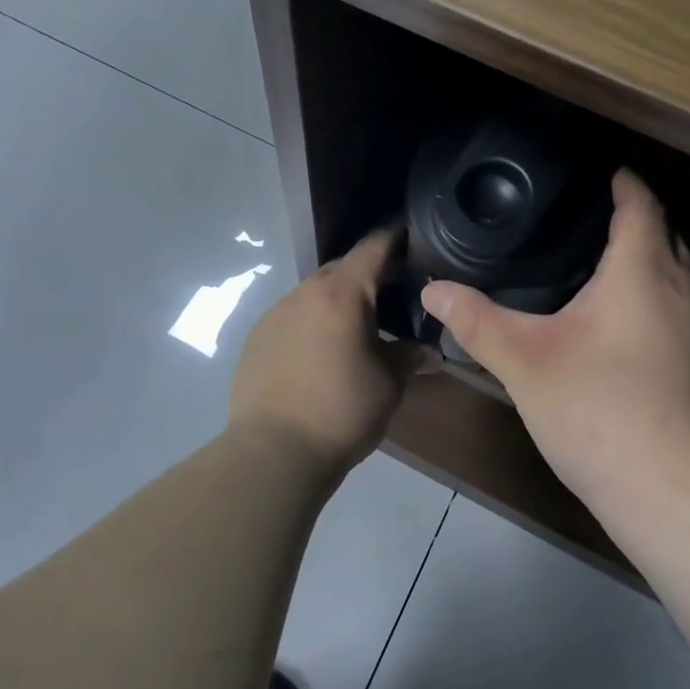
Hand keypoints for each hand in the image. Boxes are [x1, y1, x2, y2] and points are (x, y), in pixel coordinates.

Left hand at [230, 228, 426, 474]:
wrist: (273, 451)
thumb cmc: (342, 410)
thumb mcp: (389, 383)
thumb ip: (411, 357)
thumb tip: (432, 353)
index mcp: (342, 293)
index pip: (374, 247)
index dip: (396, 237)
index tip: (414, 236)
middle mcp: (305, 292)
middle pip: (343, 268)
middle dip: (368, 273)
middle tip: (394, 290)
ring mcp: (276, 313)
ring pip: (315, 292)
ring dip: (338, 300)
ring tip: (357, 326)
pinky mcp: (257, 337)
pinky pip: (293, 316)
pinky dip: (313, 322)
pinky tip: (321, 352)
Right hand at [419, 170, 689, 517]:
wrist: (680, 497)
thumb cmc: (602, 410)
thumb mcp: (526, 362)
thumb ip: (478, 322)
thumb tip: (433, 290)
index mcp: (644, 274)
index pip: (642, 206)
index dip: (624, 182)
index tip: (601, 170)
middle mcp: (683, 296)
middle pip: (668, 239)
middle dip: (636, 222)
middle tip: (586, 219)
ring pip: (677, 283)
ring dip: (647, 268)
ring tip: (597, 271)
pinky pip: (678, 321)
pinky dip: (652, 309)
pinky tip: (618, 337)